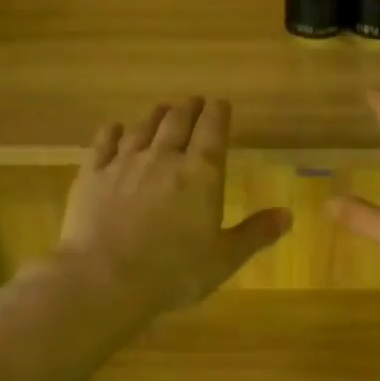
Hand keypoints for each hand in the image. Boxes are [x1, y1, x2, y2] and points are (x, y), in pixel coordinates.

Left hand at [59, 97, 290, 315]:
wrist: (103, 279)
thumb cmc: (173, 272)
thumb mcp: (224, 259)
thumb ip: (256, 233)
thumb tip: (287, 214)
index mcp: (201, 174)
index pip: (212, 130)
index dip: (218, 113)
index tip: (221, 103)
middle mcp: (163, 158)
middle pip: (178, 122)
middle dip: (189, 108)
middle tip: (194, 101)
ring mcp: (124, 163)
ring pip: (143, 128)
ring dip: (156, 116)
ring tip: (163, 109)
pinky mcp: (92, 175)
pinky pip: (104, 143)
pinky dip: (113, 132)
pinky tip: (115, 128)